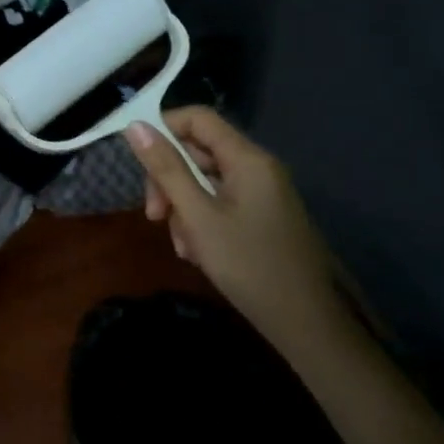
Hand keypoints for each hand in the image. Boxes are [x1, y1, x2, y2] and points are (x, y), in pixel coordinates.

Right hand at [123, 107, 346, 349]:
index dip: (163, 130)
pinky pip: (221, 203)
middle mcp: (257, 167)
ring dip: (183, 207)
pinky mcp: (263, 216)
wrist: (307, 325)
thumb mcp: (198, 217)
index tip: (141, 166)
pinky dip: (202, 221)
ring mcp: (262, 193)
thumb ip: (166, 169)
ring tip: (182, 246)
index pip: (197, 118)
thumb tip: (135, 125)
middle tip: (155, 217)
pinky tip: (197, 252)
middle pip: (198, 151)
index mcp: (247, 159)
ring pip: (206, 181)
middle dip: (170, 180)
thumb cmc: (249, 265)